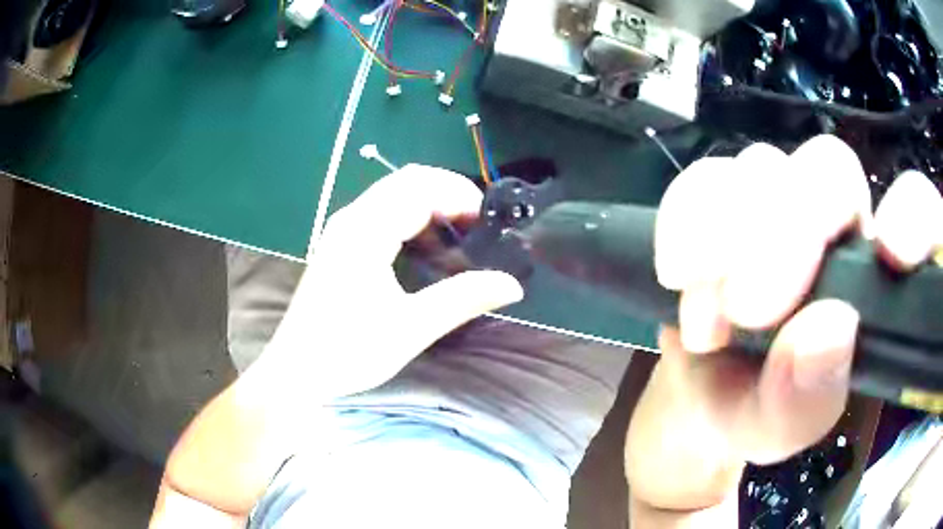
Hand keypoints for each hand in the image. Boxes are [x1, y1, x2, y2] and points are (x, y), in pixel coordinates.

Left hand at [261, 165, 523, 398]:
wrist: (296, 373)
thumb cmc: (348, 352)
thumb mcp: (411, 328)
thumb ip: (463, 298)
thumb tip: (512, 284)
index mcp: (365, 231)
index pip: (419, 188)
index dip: (459, 195)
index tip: (489, 222)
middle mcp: (351, 219)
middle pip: (406, 181)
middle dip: (447, 194)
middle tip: (478, 227)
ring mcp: (341, 230)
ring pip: (392, 195)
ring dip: (429, 205)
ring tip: (458, 237)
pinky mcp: (339, 245)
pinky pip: (381, 214)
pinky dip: (410, 219)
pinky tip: (425, 249)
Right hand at [625, 136, 942, 518]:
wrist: (695, 398)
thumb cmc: (752, 413)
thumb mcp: (778, 430)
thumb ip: (805, 402)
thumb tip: (828, 331)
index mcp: (873, 278)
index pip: (915, 210)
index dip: (913, 212)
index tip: (893, 251)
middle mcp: (834, 226)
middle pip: (831, 168)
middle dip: (794, 228)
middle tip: (751, 308)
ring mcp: (774, 204)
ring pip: (765, 165)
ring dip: (730, 232)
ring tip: (707, 315)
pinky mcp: (719, 201)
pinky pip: (702, 179)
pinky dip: (687, 218)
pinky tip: (679, 275)